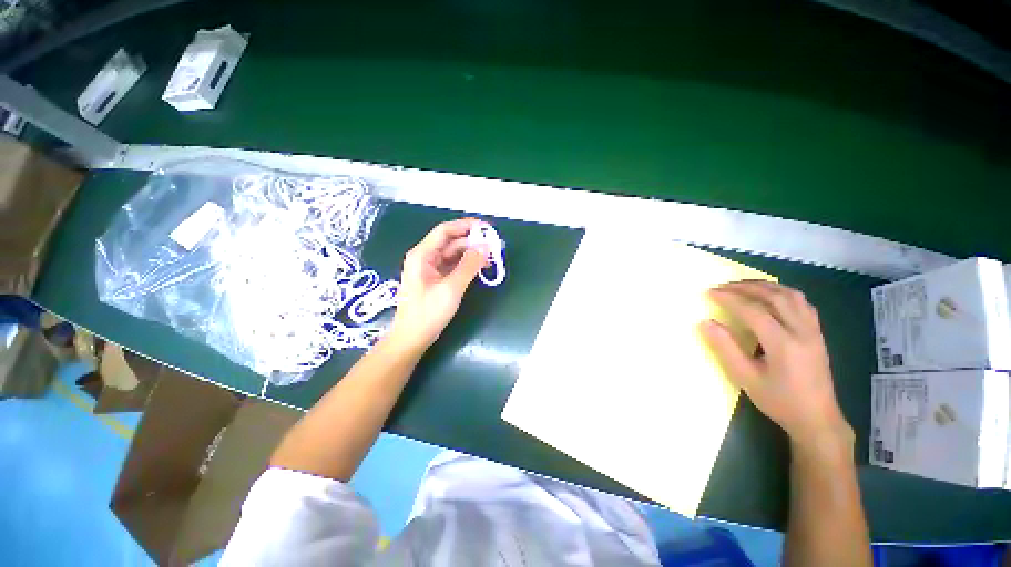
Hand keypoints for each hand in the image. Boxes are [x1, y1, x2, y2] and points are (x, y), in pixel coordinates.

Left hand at [387, 219, 487, 353]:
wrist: (413, 337)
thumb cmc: (428, 312)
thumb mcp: (451, 288)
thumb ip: (469, 266)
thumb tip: (485, 247)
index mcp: (422, 255)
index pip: (445, 231)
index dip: (465, 226)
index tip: (486, 227)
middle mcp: (425, 257)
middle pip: (451, 242)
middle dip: (472, 241)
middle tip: (493, 244)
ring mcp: (430, 269)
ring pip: (453, 254)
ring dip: (471, 253)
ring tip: (491, 256)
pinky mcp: (436, 279)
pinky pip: (453, 265)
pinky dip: (467, 265)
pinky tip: (480, 267)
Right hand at [700, 281, 852, 449]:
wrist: (817, 419)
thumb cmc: (779, 401)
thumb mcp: (746, 378)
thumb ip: (725, 348)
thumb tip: (706, 323)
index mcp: (783, 344)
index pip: (753, 310)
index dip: (729, 298)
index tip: (710, 292)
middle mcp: (802, 331)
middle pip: (774, 296)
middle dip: (746, 287)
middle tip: (723, 286)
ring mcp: (813, 331)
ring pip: (791, 295)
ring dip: (765, 286)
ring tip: (744, 286)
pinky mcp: (817, 333)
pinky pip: (802, 303)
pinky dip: (782, 293)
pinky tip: (770, 296)